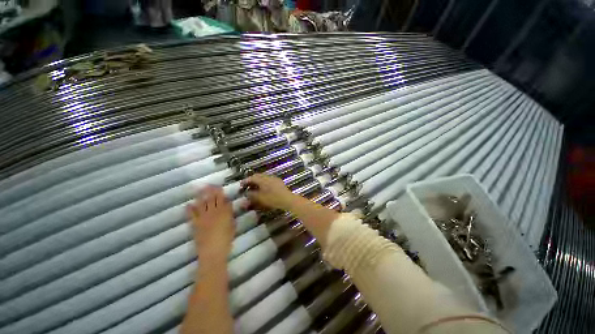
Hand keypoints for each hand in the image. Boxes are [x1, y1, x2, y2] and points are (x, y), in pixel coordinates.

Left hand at [187, 185, 234, 262]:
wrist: (213, 251)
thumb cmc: (226, 239)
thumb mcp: (232, 226)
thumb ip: (230, 215)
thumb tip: (228, 206)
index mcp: (224, 212)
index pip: (222, 199)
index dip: (220, 192)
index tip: (219, 187)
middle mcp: (213, 212)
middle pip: (212, 199)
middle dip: (211, 191)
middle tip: (209, 184)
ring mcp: (203, 217)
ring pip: (202, 203)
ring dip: (201, 196)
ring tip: (200, 189)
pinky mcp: (195, 224)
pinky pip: (192, 214)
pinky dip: (190, 209)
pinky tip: (188, 204)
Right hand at [241, 173, 296, 210]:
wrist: (287, 199)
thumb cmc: (273, 199)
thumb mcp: (260, 198)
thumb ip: (252, 195)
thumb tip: (247, 192)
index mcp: (262, 179)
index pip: (252, 178)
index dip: (245, 181)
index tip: (241, 185)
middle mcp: (268, 176)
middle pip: (258, 176)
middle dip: (251, 180)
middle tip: (247, 186)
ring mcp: (274, 178)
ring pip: (263, 177)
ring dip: (258, 181)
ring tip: (254, 187)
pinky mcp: (278, 181)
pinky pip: (268, 179)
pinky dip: (264, 183)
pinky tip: (264, 188)